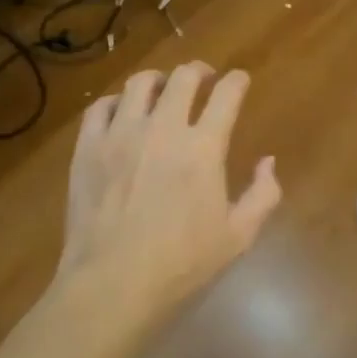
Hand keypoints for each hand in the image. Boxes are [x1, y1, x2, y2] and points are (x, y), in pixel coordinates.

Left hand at [57, 63, 282, 323]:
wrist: (112, 286)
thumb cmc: (181, 266)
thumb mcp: (238, 238)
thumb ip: (262, 195)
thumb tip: (268, 161)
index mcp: (203, 148)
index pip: (226, 95)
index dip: (237, 82)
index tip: (239, 81)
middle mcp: (163, 128)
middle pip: (183, 78)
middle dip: (199, 71)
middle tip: (203, 79)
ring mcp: (121, 133)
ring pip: (140, 83)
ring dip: (158, 80)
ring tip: (162, 89)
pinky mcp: (88, 146)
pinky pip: (101, 107)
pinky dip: (116, 102)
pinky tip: (122, 113)